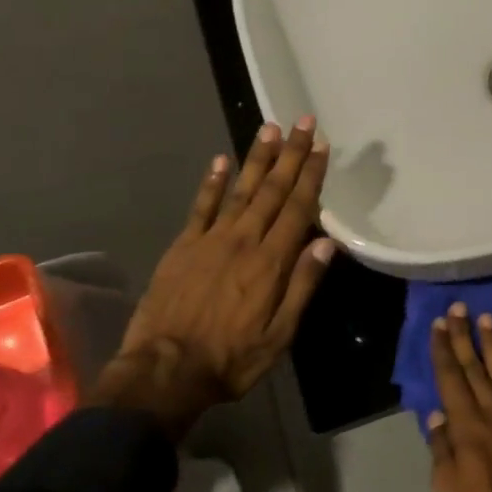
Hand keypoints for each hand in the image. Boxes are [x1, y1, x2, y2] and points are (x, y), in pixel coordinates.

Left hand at [101, 117, 333, 435]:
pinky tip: (220, 161)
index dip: (311, 175)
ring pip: (240, 190)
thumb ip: (302, 285)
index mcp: (270, 262)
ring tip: (270, 129)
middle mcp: (243, 240)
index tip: (321, 146)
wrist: (165, 370)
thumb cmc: (231, 359)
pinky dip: (212, 183)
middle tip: (302, 122)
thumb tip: (326, 243)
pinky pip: (200, 207)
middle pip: (272, 190)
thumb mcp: (279, 334)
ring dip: (257, 158)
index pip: (297, 208)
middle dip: (291, 154)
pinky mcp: (183, 246)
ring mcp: (210, 240)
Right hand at [426, 304, 491, 491]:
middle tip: (460, 307)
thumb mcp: (448, 490)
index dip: (444, 350)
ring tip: (488, 319)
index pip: (451, 378)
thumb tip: (437, 417)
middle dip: (465, 336)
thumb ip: (442, 450)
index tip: (439, 324)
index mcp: (467, 424)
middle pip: (476, 367)